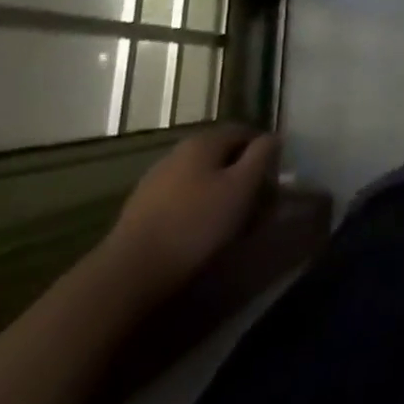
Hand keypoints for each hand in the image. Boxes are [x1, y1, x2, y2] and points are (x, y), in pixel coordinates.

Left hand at [103, 127, 278, 297]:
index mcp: (204, 141)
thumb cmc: (195, 224)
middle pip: (222, 155)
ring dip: (221, 193)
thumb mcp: (241, 188)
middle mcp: (179, 151)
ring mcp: (157, 179)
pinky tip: (202, 234)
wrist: (129, 272)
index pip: (243, 131)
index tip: (274, 178)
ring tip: (233, 224)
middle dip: (243, 175)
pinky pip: (183, 198)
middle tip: (258, 205)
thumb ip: (262, 156)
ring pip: (202, 177)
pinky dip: (199, 208)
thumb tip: (273, 137)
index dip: (264, 151)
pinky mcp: (143, 208)